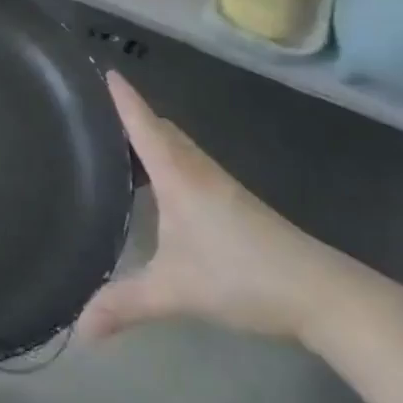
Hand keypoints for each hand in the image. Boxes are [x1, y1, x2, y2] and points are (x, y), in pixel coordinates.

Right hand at [76, 72, 359, 343]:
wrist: (324, 295)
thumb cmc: (243, 277)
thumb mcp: (175, 292)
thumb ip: (125, 306)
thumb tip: (78, 332)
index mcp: (178, 176)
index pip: (143, 125)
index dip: (123, 98)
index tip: (104, 70)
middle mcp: (197, 171)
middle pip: (162, 130)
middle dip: (133, 114)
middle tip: (97, 109)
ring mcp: (220, 187)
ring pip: (179, 147)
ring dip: (152, 137)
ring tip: (119, 142)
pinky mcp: (235, 204)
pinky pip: (190, 165)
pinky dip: (168, 159)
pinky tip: (160, 184)